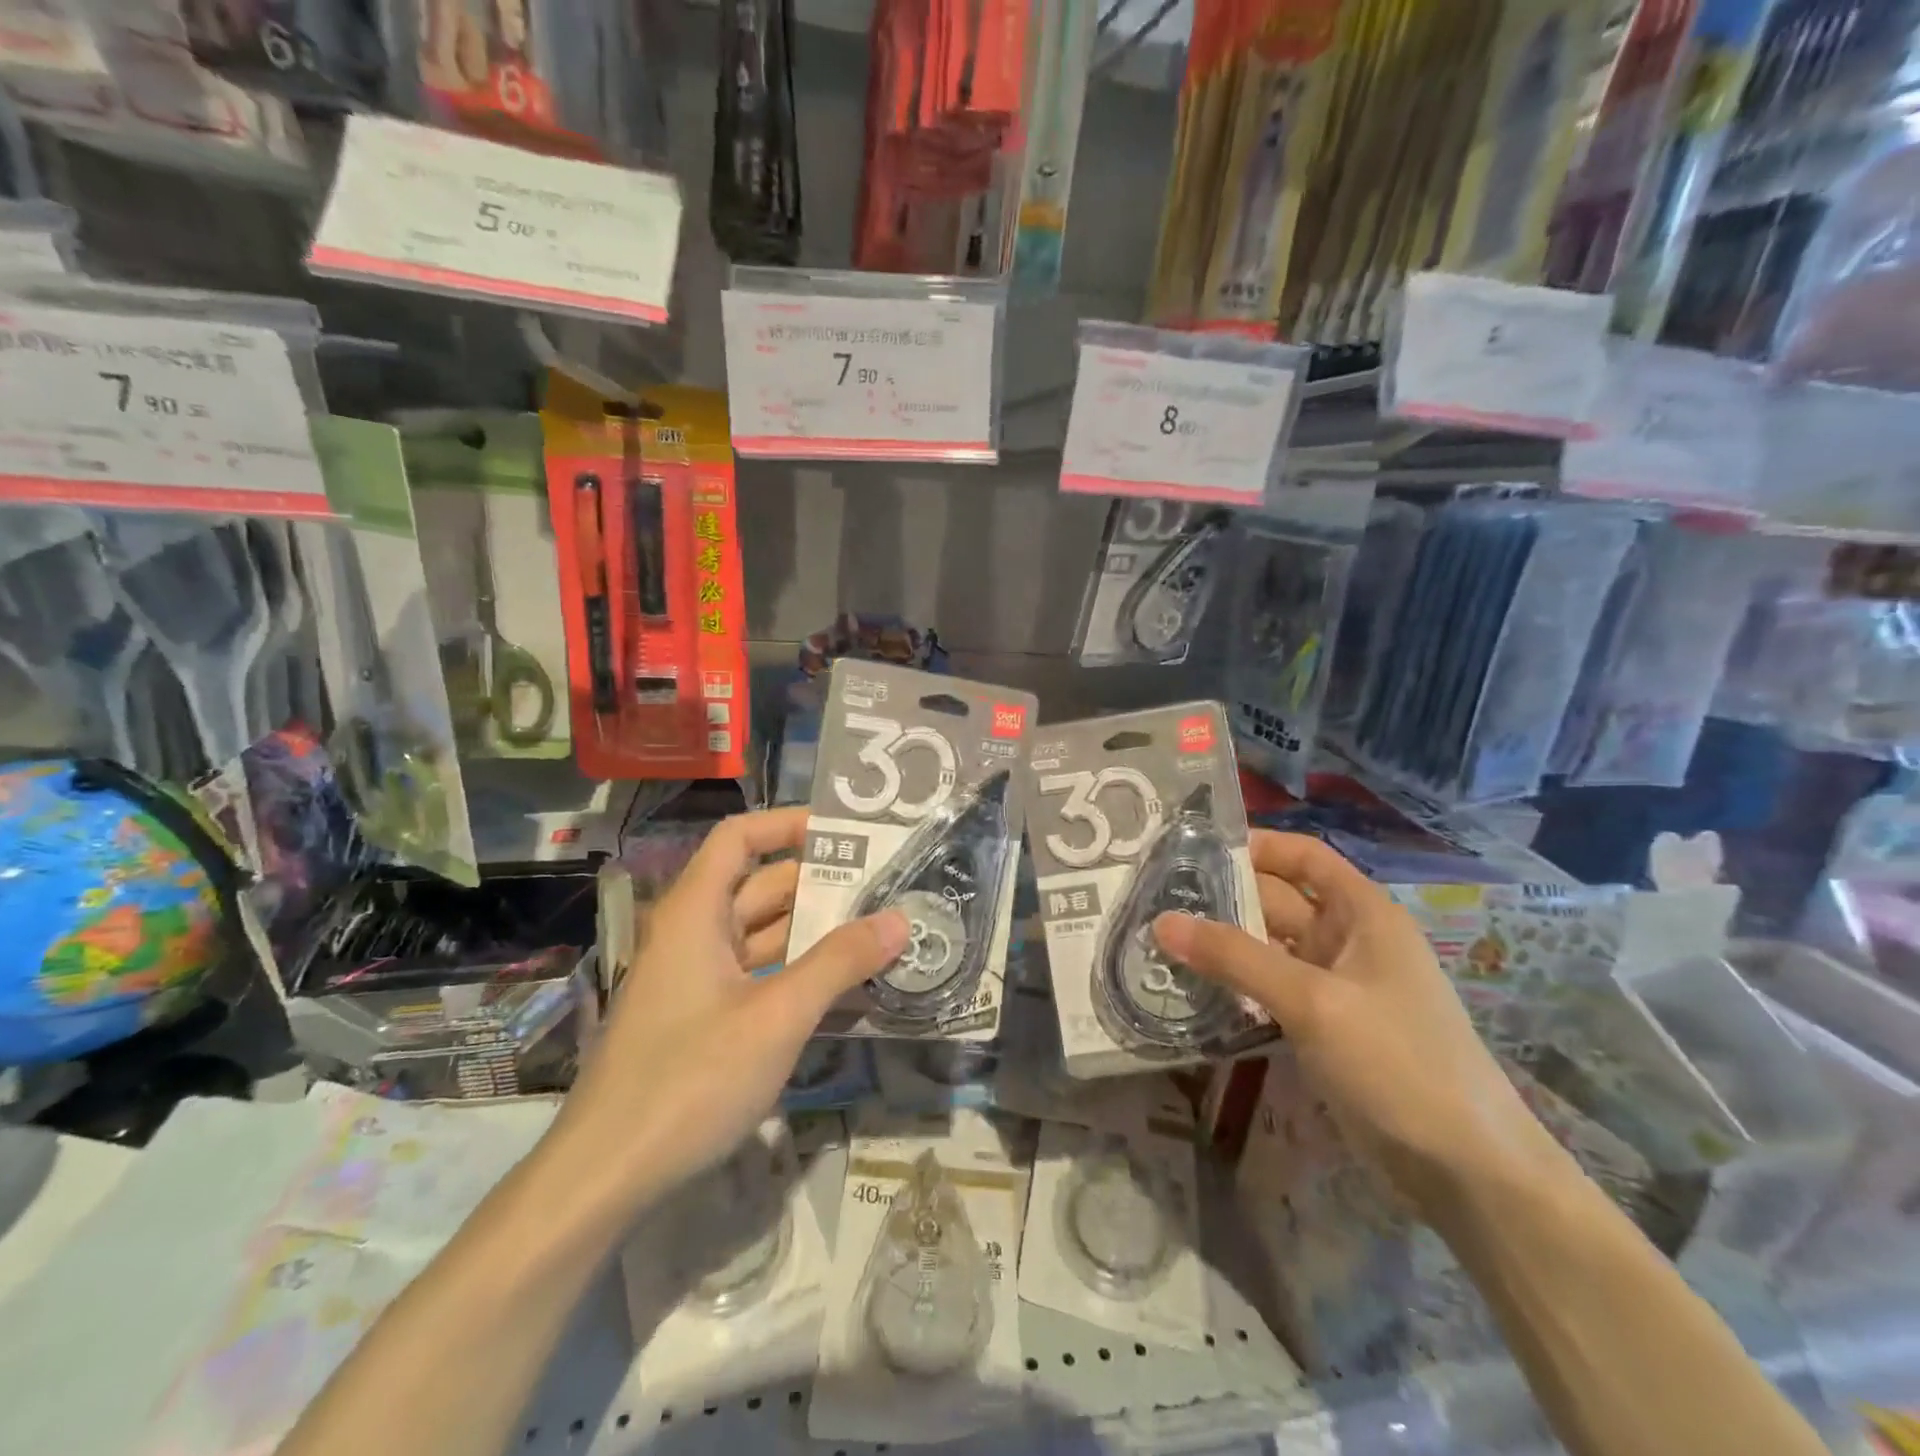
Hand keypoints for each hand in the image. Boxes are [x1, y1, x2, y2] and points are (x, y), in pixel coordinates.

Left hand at [551, 807, 908, 1211]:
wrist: (605, 1178)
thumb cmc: (689, 1080)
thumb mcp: (777, 1016)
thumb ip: (839, 963)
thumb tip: (899, 918)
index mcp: (696, 912)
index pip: (740, 838)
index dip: (788, 824)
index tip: (846, 832)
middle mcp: (694, 934)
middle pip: (761, 886)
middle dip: (821, 883)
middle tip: (887, 886)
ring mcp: (697, 979)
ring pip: (763, 935)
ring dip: (815, 932)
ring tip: (879, 930)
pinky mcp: (702, 1019)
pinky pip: (758, 975)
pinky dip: (798, 972)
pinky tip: (844, 986)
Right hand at [1153, 832, 1561, 1211]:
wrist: (1466, 1170)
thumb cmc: (1399, 1062)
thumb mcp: (1313, 1001)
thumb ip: (1236, 958)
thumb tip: (1162, 922)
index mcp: (1362, 913)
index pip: (1303, 857)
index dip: (1255, 846)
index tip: (1193, 850)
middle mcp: (1348, 940)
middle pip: (1278, 901)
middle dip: (1223, 898)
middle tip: (1155, 899)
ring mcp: (1335, 986)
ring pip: (1268, 948)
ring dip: (1223, 945)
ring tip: (1159, 940)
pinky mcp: (1323, 1027)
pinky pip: (1270, 990)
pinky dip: (1236, 985)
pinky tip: (1192, 988)